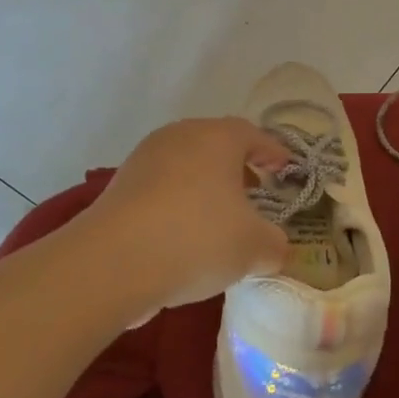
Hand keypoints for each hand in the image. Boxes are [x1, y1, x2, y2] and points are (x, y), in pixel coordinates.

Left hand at [83, 117, 291, 314]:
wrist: (112, 262)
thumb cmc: (197, 238)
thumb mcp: (253, 247)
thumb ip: (274, 245)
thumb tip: (275, 248)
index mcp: (217, 137)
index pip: (253, 135)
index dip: (273, 153)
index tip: (285, 170)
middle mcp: (180, 137)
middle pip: (216, 146)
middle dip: (238, 169)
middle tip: (254, 195)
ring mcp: (144, 159)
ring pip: (185, 167)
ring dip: (204, 188)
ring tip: (218, 221)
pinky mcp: (118, 188)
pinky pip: (160, 190)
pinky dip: (177, 205)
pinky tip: (183, 237)